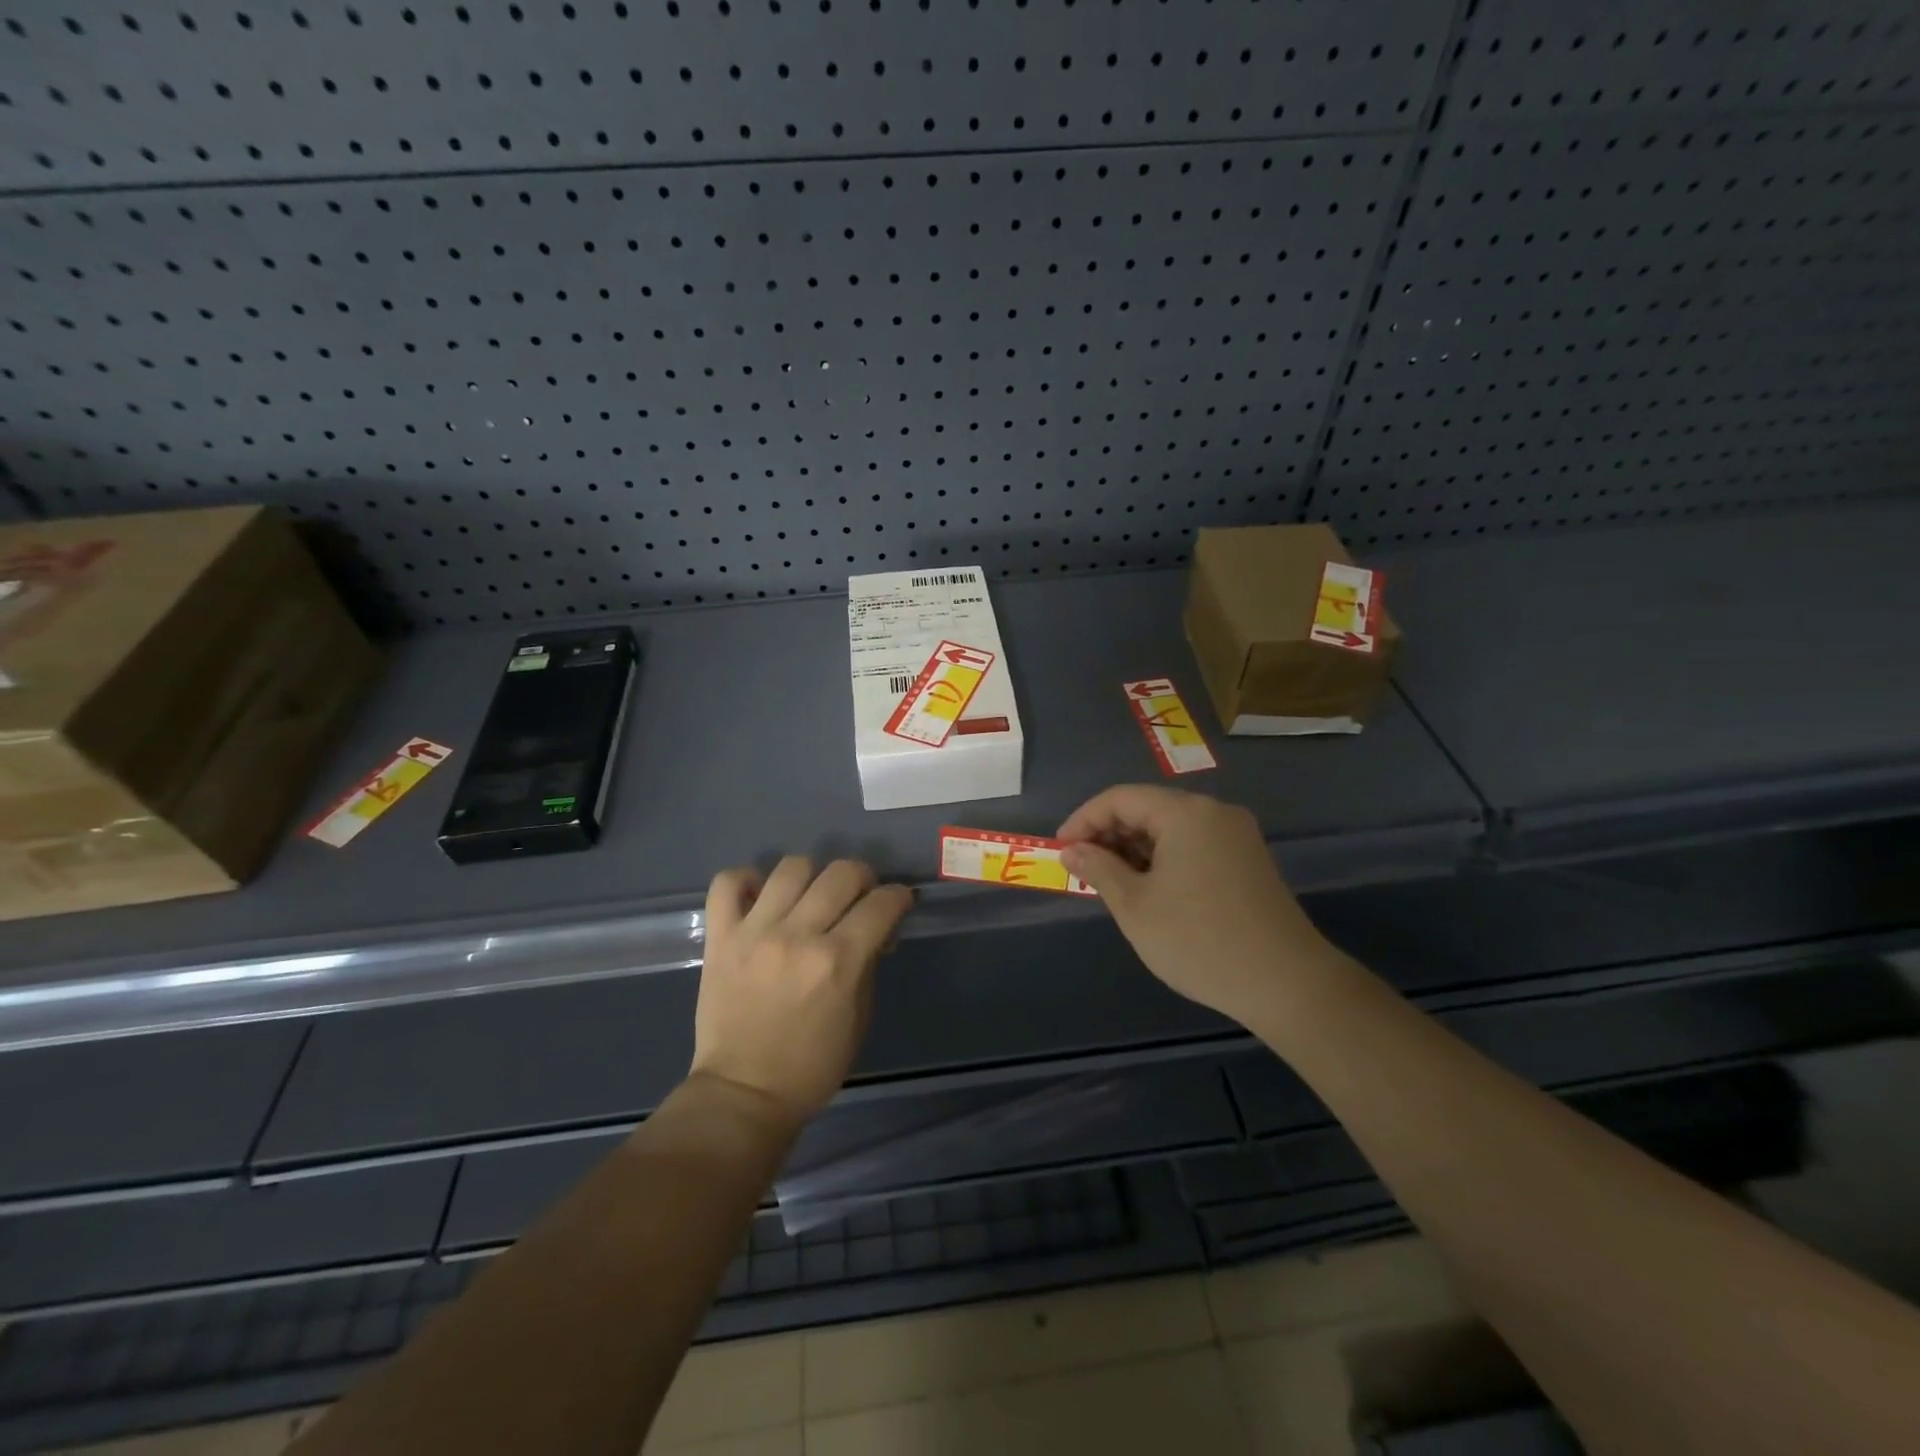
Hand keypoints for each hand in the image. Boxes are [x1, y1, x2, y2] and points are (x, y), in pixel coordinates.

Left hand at [692, 857, 912, 1128]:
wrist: (743, 1094)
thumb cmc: (812, 1065)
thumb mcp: (859, 1017)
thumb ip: (868, 964)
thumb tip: (876, 930)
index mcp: (838, 961)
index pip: (881, 903)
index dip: (898, 896)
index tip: (898, 902)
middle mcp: (798, 936)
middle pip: (841, 873)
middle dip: (862, 878)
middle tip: (859, 897)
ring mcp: (754, 932)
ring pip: (791, 868)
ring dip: (812, 876)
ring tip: (810, 897)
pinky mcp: (720, 938)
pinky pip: (727, 883)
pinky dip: (746, 881)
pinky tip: (760, 897)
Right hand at [1058, 785, 1341, 1027]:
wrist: (1286, 983)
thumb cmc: (1198, 940)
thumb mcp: (1135, 906)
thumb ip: (1098, 869)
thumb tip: (1072, 850)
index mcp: (1186, 813)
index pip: (1120, 798)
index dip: (1084, 820)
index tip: (1060, 850)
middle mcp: (1214, 812)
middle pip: (1148, 808)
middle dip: (1109, 834)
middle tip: (1082, 869)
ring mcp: (1236, 836)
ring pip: (1171, 828)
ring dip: (1135, 848)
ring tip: (1110, 882)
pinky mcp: (1248, 860)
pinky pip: (1193, 845)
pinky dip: (1163, 858)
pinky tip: (1148, 888)